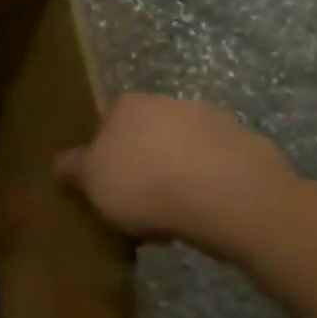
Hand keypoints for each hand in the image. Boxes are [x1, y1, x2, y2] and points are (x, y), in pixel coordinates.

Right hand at [55, 94, 298, 254]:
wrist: (233, 200)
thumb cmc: (145, 185)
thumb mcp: (89, 181)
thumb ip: (72, 167)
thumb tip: (63, 161)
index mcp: (128, 105)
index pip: (106, 124)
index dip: (103, 154)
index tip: (105, 183)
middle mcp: (171, 102)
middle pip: (147, 134)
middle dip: (143, 162)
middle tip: (137, 201)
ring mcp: (217, 121)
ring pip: (185, 150)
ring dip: (178, 173)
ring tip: (172, 214)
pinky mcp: (253, 146)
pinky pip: (219, 167)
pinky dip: (210, 185)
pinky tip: (205, 214)